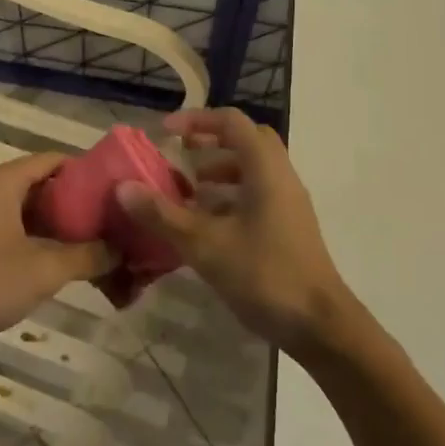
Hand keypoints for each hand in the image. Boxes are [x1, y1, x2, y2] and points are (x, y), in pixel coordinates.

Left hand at [0, 152, 109, 346]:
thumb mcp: (44, 268)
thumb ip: (87, 256)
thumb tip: (121, 249)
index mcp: (6, 180)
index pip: (56, 160)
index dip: (89, 173)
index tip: (116, 192)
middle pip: (45, 185)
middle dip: (79, 204)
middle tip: (112, 222)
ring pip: (32, 210)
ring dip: (61, 226)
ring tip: (96, 245)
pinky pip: (17, 228)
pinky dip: (41, 239)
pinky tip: (63, 263)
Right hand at [117, 108, 352, 352]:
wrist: (320, 326)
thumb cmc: (264, 275)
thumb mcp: (205, 245)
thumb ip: (163, 215)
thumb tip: (123, 188)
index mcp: (265, 169)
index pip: (232, 122)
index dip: (197, 119)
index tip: (166, 131)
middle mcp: (281, 177)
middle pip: (246, 140)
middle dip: (211, 142)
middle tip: (181, 155)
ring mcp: (288, 203)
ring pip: (252, 169)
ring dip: (219, 171)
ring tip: (188, 192)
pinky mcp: (289, 227)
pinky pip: (257, 194)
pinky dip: (230, 197)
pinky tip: (207, 224)